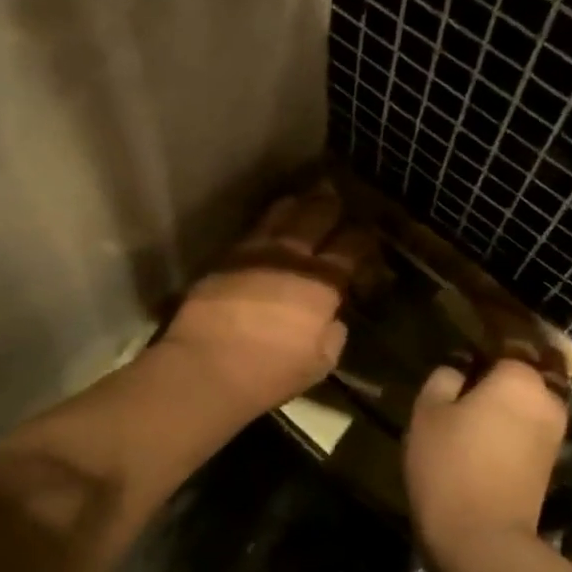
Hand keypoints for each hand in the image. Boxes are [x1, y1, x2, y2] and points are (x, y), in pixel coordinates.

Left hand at [160, 185, 371, 415]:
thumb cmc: (269, 371)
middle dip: (331, 206)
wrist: (205, 365)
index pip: (352, 246)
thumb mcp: (319, 363)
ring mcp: (255, 252)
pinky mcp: (225, 258)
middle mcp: (291, 257)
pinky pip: (253, 230)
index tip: (366, 240)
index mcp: (322, 282)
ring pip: (282, 214)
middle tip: (338, 200)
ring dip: (298, 205)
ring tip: (305, 200)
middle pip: (317, 215)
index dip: (364, 239)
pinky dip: (268, 223)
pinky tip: (270, 225)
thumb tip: (330, 319)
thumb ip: (332, 335)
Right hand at [405, 358, 567, 561]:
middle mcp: (547, 399)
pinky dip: (512, 427)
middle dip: (499, 376)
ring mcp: (555, 433)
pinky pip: (530, 428)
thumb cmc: (449, 466)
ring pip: (529, 402)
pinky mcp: (551, 462)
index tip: (458, 361)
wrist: (482, 541)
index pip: (504, 345)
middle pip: (524, 373)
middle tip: (463, 388)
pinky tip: (484, 440)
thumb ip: (444, 378)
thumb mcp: (428, 413)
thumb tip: (459, 369)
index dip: (479, 350)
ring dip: (506, 403)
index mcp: (519, 378)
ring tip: (471, 415)